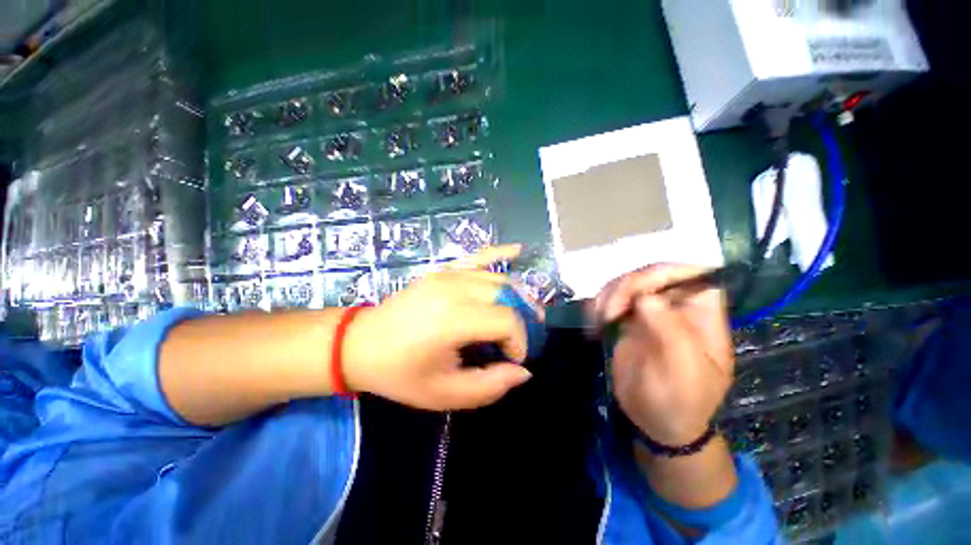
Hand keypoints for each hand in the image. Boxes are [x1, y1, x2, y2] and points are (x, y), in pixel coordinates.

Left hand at [344, 245, 537, 410]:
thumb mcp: (444, 394)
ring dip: (517, 297)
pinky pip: (479, 256)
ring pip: (499, 279)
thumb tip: (523, 371)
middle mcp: (454, 288)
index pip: (506, 321)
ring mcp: (448, 274)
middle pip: (507, 295)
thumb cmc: (400, 373)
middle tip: (520, 340)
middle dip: (522, 319)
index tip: (511, 359)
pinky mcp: (444, 269)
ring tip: (523, 315)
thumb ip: (489, 386)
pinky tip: (519, 250)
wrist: (360, 344)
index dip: (519, 342)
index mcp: (452, 319)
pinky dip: (500, 253)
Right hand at [591, 264, 733, 445]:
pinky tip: (594, 322)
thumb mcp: (682, 373)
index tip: (637, 291)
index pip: (694, 273)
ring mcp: (651, 310)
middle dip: (627, 287)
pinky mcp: (629, 318)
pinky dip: (598, 304)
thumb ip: (671, 332)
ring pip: (628, 282)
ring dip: (608, 295)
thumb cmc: (679, 401)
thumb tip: (647, 298)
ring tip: (599, 321)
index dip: (666, 272)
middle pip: (653, 273)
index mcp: (702, 315)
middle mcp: (678, 306)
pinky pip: (612, 298)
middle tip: (608, 314)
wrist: (654, 420)